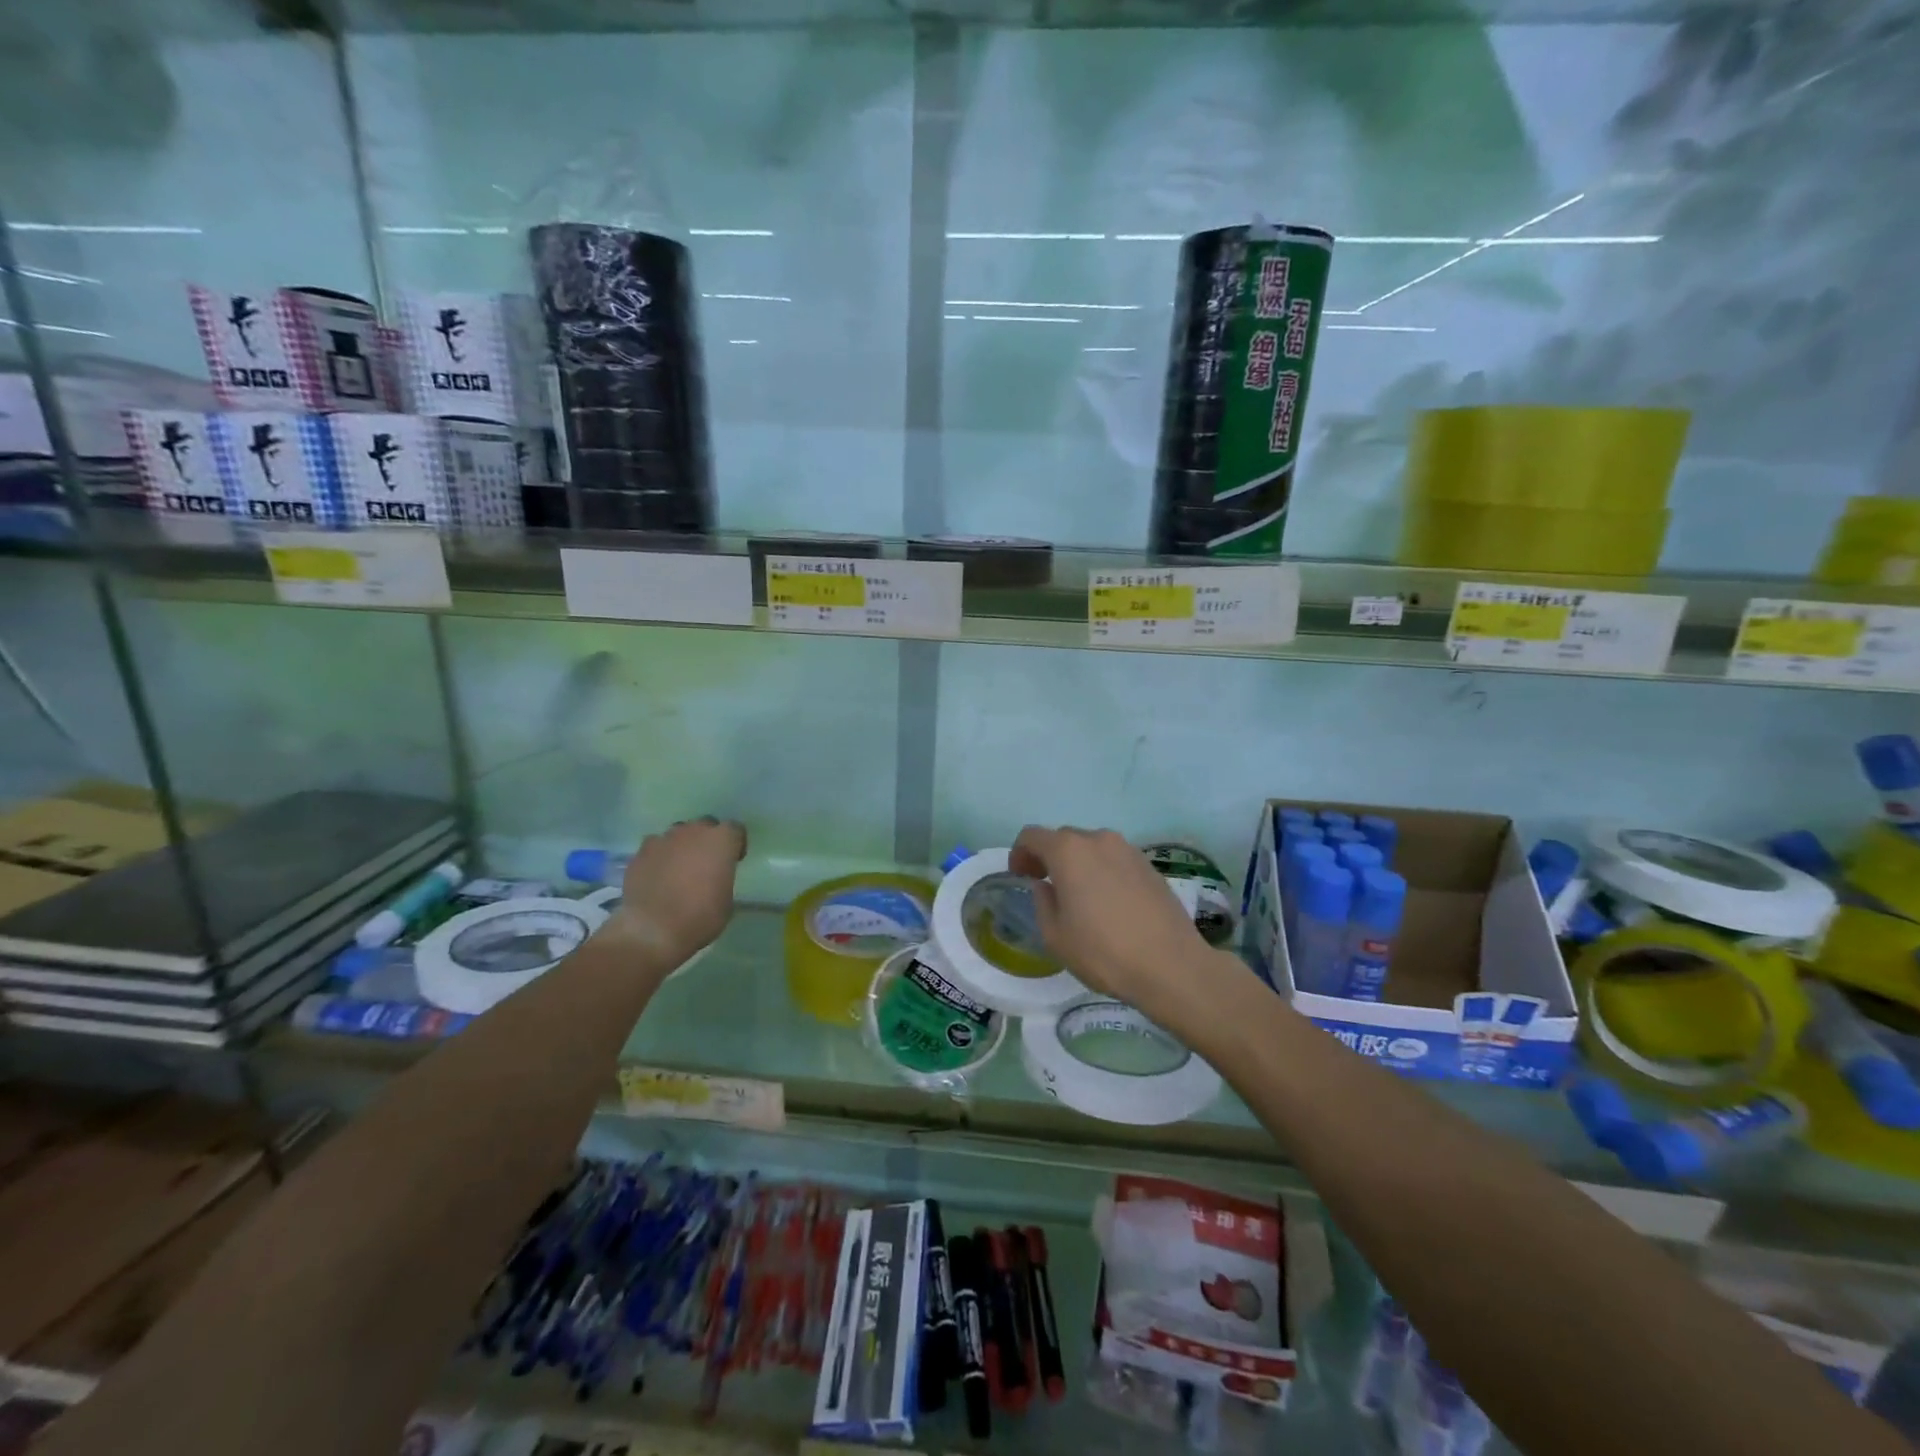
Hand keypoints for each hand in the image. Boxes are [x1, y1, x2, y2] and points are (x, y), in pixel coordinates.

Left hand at [605, 817, 746, 964]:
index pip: (735, 829)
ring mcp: (664, 840)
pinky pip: (655, 848)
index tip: (733, 860)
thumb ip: (723, 878)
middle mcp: (693, 831)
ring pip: (678, 834)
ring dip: (682, 846)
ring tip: (679, 868)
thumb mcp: (726, 901)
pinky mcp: (640, 853)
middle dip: (707, 840)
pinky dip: (659, 857)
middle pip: (705, 825)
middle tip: (706, 862)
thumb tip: (715, 878)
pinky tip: (657, 876)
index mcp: (721, 841)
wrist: (652, 930)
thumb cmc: (700, 917)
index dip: (735, 844)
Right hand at [1008, 826, 1221, 1030]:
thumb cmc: (1104, 952)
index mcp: (1068, 851)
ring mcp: (1128, 849)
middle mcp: (1098, 839)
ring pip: (1092, 847)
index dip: (1019, 853)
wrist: (1171, 965)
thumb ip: (1042, 902)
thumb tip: (1045, 886)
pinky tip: (1108, 902)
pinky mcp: (1149, 864)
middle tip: (1045, 886)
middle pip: (1063, 838)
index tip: (1019, 876)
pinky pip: (1115, 859)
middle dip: (1049, 857)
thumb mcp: (1055, 936)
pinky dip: (1103, 871)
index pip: (1032, 835)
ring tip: (1079, 896)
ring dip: (1078, 863)